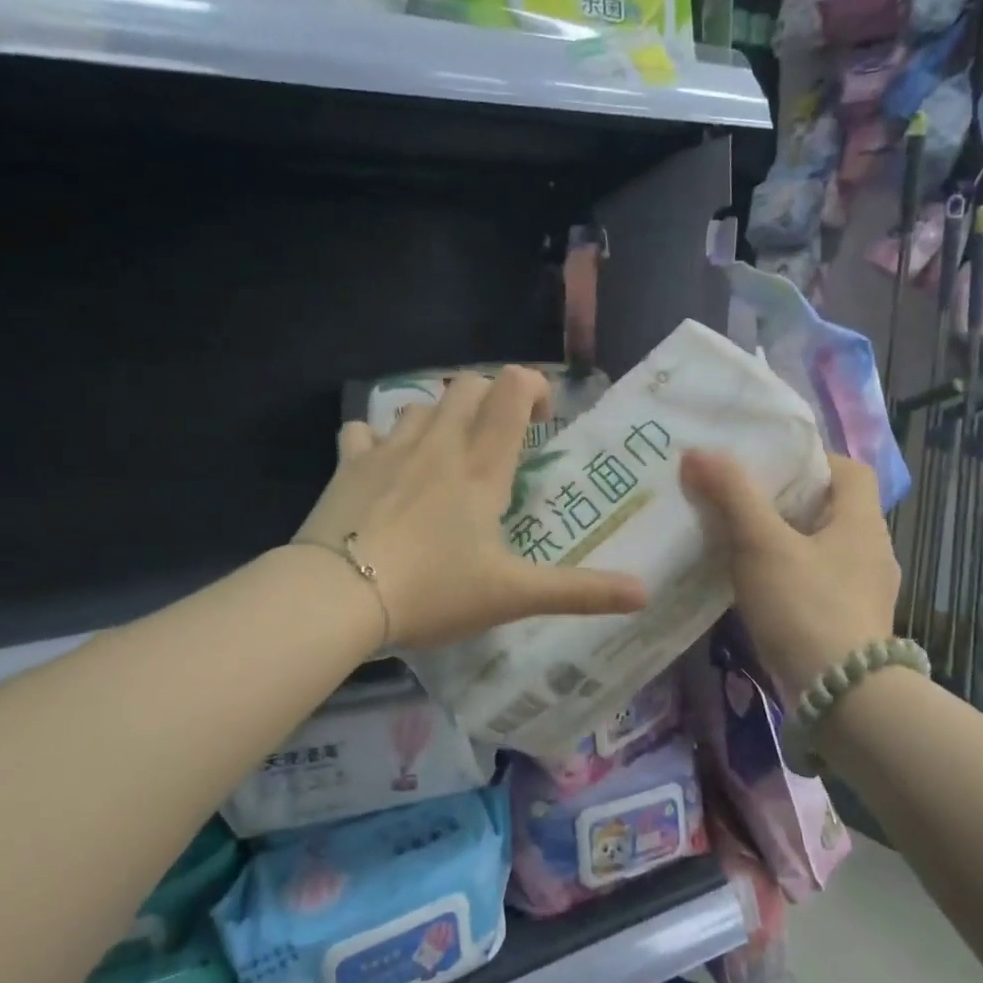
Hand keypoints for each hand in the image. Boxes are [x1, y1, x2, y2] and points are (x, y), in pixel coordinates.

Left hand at [296, 366, 646, 648]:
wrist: (337, 596)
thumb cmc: (433, 590)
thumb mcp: (513, 595)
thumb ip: (579, 592)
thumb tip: (645, 593)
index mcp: (481, 465)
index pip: (512, 388)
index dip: (533, 388)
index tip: (541, 421)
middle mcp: (438, 443)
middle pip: (466, 385)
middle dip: (488, 399)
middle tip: (497, 443)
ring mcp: (388, 449)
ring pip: (418, 405)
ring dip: (438, 419)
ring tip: (444, 459)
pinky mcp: (348, 465)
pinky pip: (363, 431)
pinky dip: (376, 440)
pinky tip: (381, 467)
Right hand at [681, 448, 899, 700]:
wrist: (842, 697)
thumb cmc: (806, 606)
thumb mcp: (762, 543)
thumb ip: (732, 495)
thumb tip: (697, 453)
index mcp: (862, 523)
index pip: (850, 470)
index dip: (814, 459)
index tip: (772, 465)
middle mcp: (873, 552)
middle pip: (834, 509)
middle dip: (791, 501)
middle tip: (744, 500)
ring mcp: (866, 593)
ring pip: (825, 549)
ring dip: (790, 542)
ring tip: (744, 543)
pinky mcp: (852, 625)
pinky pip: (821, 584)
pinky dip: (794, 577)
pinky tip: (760, 589)